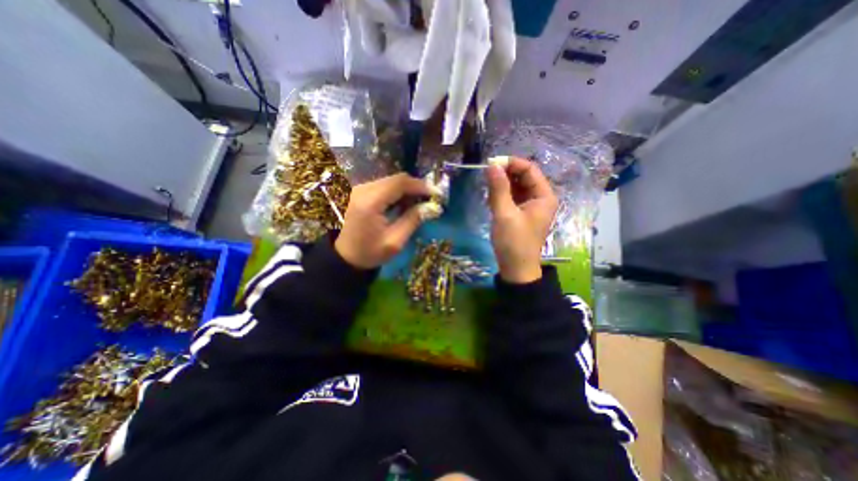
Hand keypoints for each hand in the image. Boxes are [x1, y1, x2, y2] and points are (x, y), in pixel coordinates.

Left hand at [335, 173, 438, 270]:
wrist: (343, 257)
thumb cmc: (369, 253)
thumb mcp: (395, 241)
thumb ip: (413, 220)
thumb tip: (431, 206)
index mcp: (370, 202)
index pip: (399, 183)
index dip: (420, 185)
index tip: (435, 193)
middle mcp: (362, 190)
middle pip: (395, 179)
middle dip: (414, 187)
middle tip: (428, 199)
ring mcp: (358, 189)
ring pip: (389, 181)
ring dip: (406, 190)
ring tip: (418, 203)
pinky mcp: (359, 193)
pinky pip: (382, 186)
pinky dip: (396, 192)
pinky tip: (403, 204)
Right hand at [486, 156, 560, 282]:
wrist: (516, 268)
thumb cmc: (513, 242)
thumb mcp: (504, 214)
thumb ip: (499, 189)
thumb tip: (492, 165)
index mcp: (544, 196)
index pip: (530, 169)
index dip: (511, 163)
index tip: (491, 163)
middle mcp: (540, 198)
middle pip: (523, 176)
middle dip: (505, 174)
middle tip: (486, 175)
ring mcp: (531, 205)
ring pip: (516, 186)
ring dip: (502, 184)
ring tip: (488, 188)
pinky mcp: (522, 213)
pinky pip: (513, 197)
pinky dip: (502, 194)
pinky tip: (492, 198)